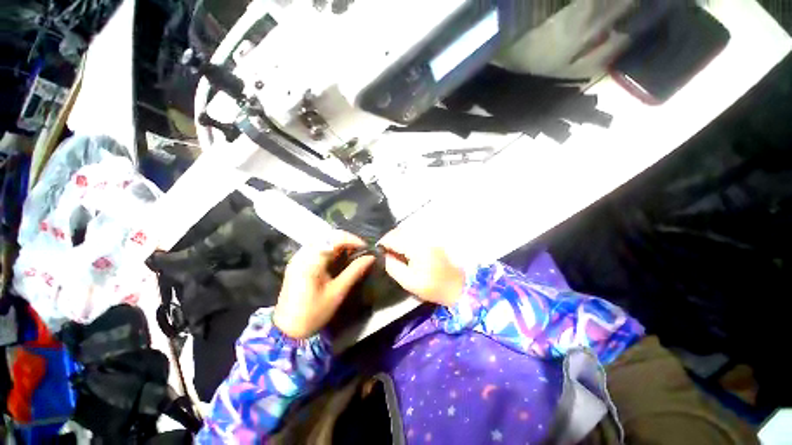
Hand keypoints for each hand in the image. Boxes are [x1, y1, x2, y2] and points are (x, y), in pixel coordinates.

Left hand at [273, 231, 374, 338]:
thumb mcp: (337, 292)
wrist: (287, 330)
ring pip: (321, 240)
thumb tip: (370, 257)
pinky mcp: (297, 263)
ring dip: (338, 244)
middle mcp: (302, 254)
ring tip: (351, 253)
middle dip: (346, 240)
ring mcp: (298, 257)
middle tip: (359, 250)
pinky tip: (337, 258)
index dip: (352, 239)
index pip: (334, 238)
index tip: (366, 248)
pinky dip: (330, 249)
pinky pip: (316, 247)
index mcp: (311, 261)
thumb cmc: (313, 312)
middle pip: (327, 236)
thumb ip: (354, 271)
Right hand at [379, 229, 465, 306]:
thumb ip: (392, 266)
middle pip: (399, 231)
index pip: (393, 237)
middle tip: (384, 251)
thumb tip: (383, 255)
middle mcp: (422, 238)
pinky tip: (404, 250)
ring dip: (397, 238)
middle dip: (389, 239)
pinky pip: (413, 235)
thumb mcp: (408, 281)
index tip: (376, 250)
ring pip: (406, 231)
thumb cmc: (432, 287)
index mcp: (416, 248)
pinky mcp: (432, 240)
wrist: (457, 286)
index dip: (382, 242)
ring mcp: (428, 237)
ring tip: (393, 251)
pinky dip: (405, 239)